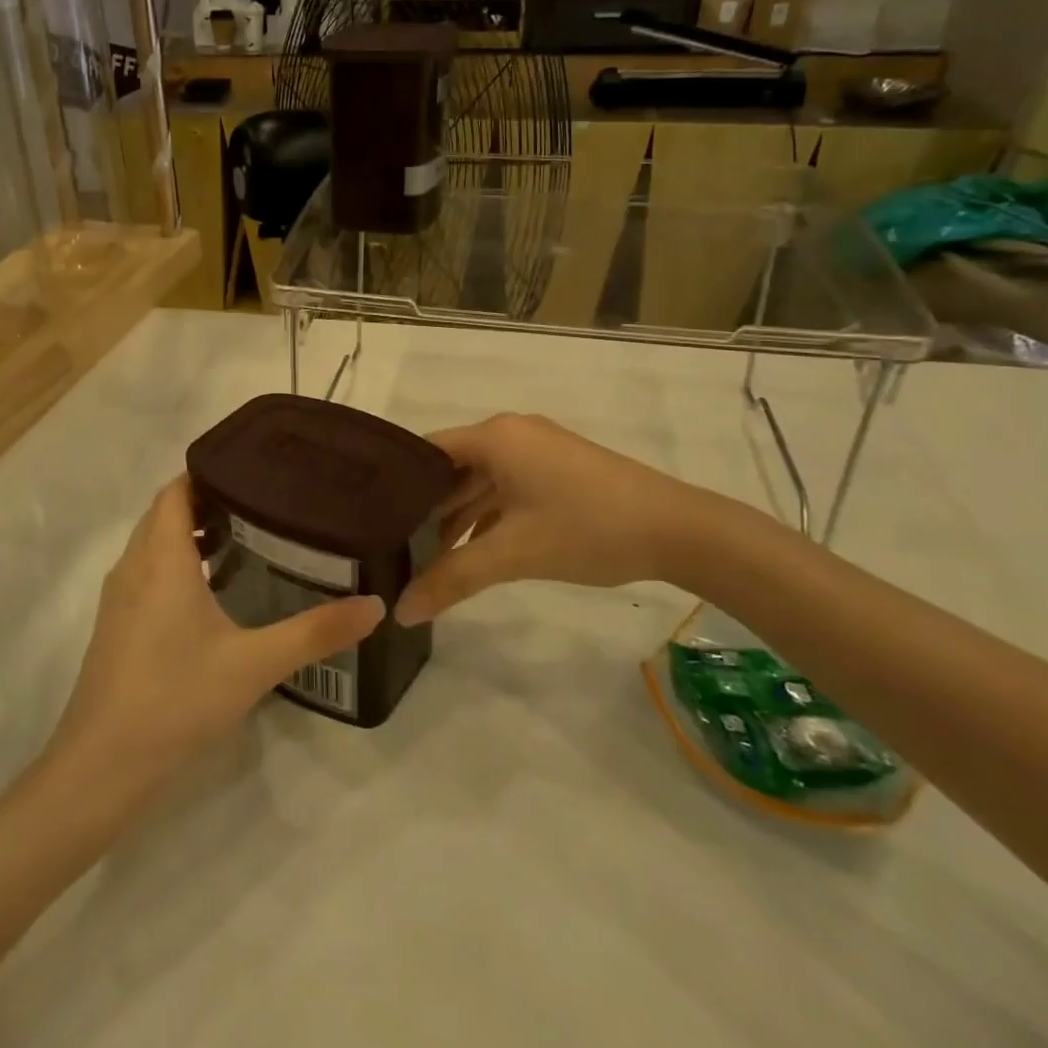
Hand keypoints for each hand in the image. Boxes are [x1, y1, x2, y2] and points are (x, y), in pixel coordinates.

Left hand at [49, 478, 383, 789]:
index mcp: (160, 559)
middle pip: (165, 513)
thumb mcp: (254, 665)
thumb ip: (315, 633)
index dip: (210, 473)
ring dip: (190, 534)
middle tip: (263, 501)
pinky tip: (214, 592)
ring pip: (154, 544)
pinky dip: (177, 564)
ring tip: (247, 538)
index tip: (255, 470)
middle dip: (208, 500)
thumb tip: (374, 606)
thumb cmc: (174, 700)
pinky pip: (148, 573)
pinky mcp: (117, 627)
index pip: (176, 490)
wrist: (100, 769)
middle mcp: (134, 568)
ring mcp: (120, 599)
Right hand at [394, 414, 739, 624]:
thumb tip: (400, 613)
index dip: (397, 481)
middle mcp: (512, 433)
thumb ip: (453, 578)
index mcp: (495, 436)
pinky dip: (490, 515)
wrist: (677, 530)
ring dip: (460, 516)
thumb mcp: (513, 553)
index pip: (426, 450)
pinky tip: (476, 551)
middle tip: (395, 543)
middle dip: (427, 506)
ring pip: (482, 481)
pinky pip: (509, 487)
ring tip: (430, 557)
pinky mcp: (560, 470)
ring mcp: (539, 450)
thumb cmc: (585, 528)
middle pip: (453, 467)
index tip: (371, 516)